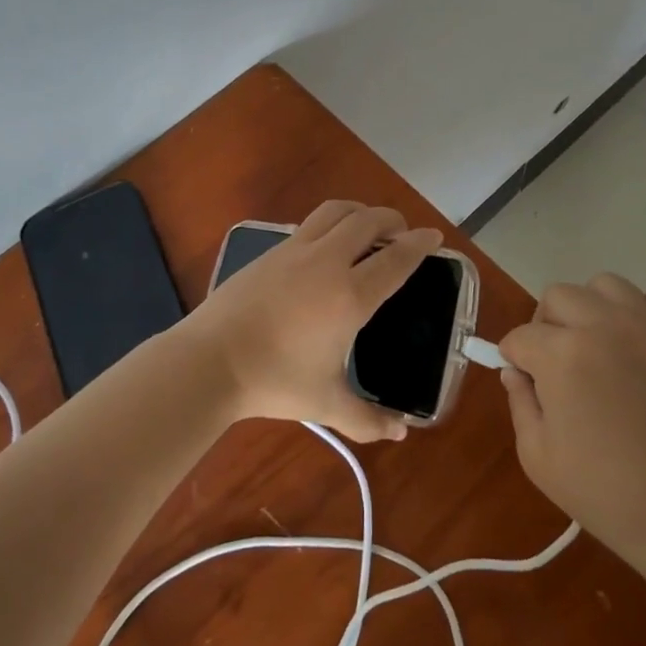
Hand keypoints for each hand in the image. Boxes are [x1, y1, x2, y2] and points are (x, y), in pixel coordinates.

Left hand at [182, 200, 441, 442]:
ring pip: (336, 211)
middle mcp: (328, 262)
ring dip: (360, 212)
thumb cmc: (274, 381)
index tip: (434, 237)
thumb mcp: (327, 404)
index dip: (420, 244)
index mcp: (351, 295)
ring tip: (367, 226)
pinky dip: (330, 224)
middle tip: (403, 232)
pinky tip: (326, 246)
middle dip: (392, 220)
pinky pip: (310, 224)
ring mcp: (296, 250)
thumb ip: (368, 419)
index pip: (396, 259)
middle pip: (369, 221)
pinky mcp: (271, 251)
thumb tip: (401, 433)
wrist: (211, 360)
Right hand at [498, 272, 645, 586]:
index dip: (515, 361)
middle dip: (546, 328)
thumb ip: (519, 402)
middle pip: (557, 297)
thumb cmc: (604, 493)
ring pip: (607, 284)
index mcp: (562, 354)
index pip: (519, 338)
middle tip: (557, 368)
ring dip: (594, 308)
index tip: (527, 387)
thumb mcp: (537, 457)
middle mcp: (604, 326)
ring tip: (599, 345)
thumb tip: (518, 372)